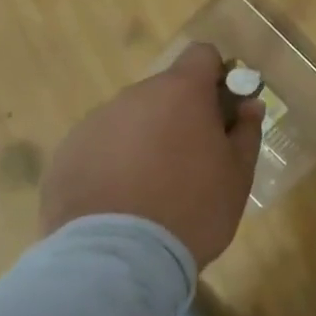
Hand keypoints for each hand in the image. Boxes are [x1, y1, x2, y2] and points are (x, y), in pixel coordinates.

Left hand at [39, 42, 264, 267]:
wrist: (117, 260)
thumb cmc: (192, 210)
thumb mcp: (237, 175)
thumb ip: (246, 132)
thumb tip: (249, 105)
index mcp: (181, 92)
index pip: (202, 55)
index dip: (216, 77)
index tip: (221, 111)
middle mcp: (134, 96)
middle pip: (164, 91)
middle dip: (179, 115)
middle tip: (190, 162)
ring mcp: (95, 123)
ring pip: (130, 119)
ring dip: (144, 139)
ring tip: (150, 190)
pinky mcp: (66, 154)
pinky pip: (99, 147)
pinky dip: (112, 164)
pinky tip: (118, 203)